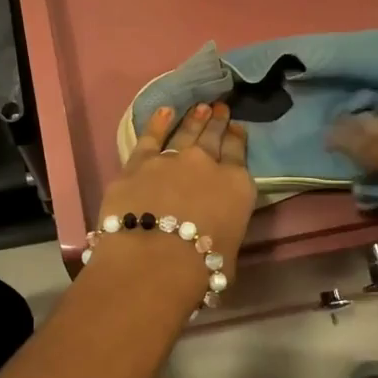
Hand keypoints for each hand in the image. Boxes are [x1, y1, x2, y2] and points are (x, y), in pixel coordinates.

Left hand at [95, 103, 255, 274]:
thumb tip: (216, 230)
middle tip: (220, 109)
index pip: (238, 154)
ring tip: (200, 108)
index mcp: (237, 186)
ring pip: (185, 132)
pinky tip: (163, 111)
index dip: (237, 139)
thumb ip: (224, 229)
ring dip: (194, 119)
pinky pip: (150, 136)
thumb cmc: (200, 269)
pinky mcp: (138, 163)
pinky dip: (157, 122)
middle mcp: (207, 164)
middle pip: (213, 138)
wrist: (153, 262)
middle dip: (217, 122)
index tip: (237, 128)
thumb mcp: (229, 251)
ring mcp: (171, 158)